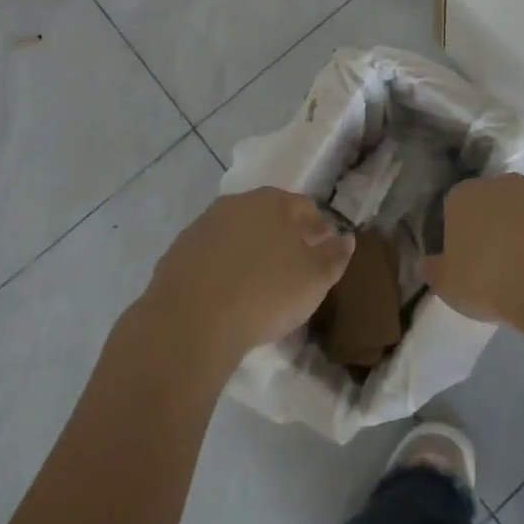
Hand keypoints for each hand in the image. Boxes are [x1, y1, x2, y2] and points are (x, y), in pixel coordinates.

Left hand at [142, 188, 353, 367]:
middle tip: (291, 268)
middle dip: (282, 236)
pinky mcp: (177, 252)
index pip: (305, 207)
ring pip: (236, 233)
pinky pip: (209, 255)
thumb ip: (334, 256)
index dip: (318, 229)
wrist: (191, 320)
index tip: (322, 254)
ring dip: (248, 250)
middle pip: (268, 215)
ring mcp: (203, 226)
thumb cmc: (265, 293)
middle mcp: (237, 204)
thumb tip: (345, 238)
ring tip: (256, 283)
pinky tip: (225, 293)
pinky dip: (221, 267)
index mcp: (274, 202)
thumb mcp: (315, 280)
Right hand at [422, 174, 523, 327]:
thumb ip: (435, 271)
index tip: (466, 260)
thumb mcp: (448, 286)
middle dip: (497, 226)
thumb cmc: (489, 280)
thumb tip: (426, 263)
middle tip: (499, 265)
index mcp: (466, 196)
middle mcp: (505, 184)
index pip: (455, 206)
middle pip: (496, 202)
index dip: (460, 233)